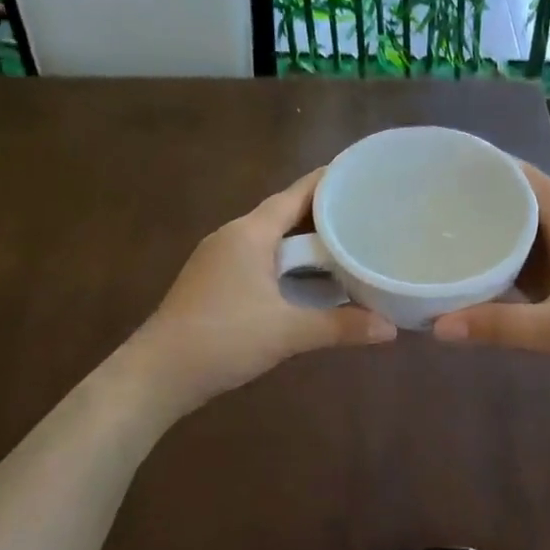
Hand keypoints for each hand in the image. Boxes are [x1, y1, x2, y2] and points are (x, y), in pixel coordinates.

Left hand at [127, 168, 395, 418]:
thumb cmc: (223, 339)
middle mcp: (233, 235)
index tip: (361, 176)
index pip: (296, 194)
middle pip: (284, 213)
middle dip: (323, 212)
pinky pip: (259, 256)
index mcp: (250, 233)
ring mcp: (219, 258)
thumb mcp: (287, 332)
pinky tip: (307, 278)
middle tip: (365, 213)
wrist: (158, 373)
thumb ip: (340, 327)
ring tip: (345, 242)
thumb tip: (391, 329)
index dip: (329, 182)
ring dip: (304, 240)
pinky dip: (286, 260)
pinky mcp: (214, 280)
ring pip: (270, 237)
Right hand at [433, 162, 549, 412]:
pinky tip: (483, 277)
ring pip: (532, 244)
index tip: (467, 161)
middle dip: (493, 200)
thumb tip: (437, 325)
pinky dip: (508, 270)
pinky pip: (534, 274)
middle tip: (446, 199)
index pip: (539, 187)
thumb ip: (499, 326)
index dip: (506, 168)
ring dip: (499, 236)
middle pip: (531, 211)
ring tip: (455, 231)